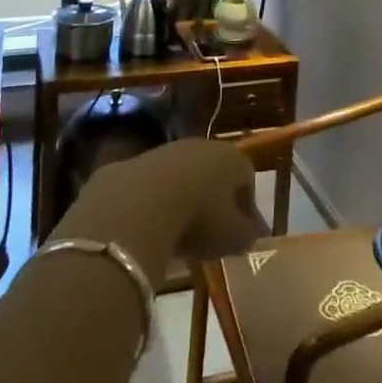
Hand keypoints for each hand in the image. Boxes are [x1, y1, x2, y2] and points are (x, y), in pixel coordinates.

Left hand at [77, 139, 264, 262]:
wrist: (138, 206)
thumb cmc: (199, 219)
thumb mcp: (233, 237)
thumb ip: (247, 234)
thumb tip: (250, 233)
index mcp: (232, 158)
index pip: (247, 178)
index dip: (247, 207)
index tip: (243, 232)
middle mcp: (201, 146)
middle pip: (212, 172)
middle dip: (213, 198)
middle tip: (210, 231)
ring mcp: (164, 152)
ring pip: (180, 176)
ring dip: (181, 199)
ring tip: (177, 233)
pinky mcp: (131, 164)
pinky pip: (149, 186)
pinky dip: (151, 204)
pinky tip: (148, 228)